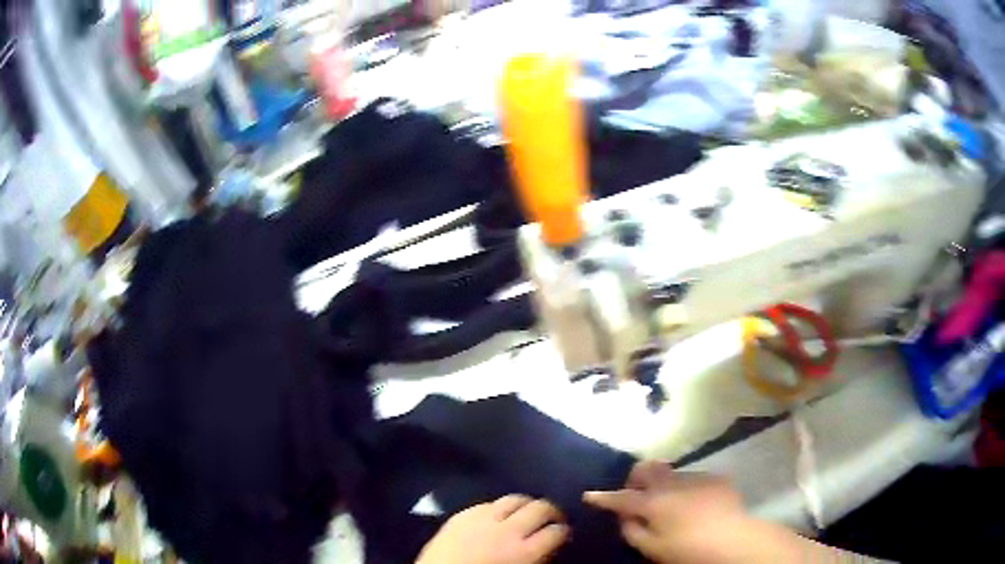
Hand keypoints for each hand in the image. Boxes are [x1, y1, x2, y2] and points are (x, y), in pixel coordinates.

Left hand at [417, 495, 568, 563]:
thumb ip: (536, 560)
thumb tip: (548, 549)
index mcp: (524, 552)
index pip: (556, 532)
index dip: (564, 531)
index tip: (564, 533)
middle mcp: (507, 531)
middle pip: (540, 508)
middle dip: (552, 511)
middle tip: (553, 519)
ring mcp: (483, 519)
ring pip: (515, 499)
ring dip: (527, 504)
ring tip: (528, 512)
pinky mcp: (462, 514)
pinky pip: (488, 503)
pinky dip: (499, 507)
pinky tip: (498, 515)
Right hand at [584, 461, 839, 563]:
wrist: (734, 539)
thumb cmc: (688, 549)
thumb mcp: (652, 549)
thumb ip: (632, 530)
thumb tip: (624, 517)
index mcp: (653, 502)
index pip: (620, 497)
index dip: (603, 497)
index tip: (589, 495)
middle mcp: (672, 483)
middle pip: (646, 469)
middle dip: (635, 478)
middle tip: (636, 495)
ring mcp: (696, 477)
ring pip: (670, 472)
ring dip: (662, 483)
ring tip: (668, 502)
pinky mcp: (716, 478)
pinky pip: (693, 478)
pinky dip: (685, 488)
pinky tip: (694, 504)